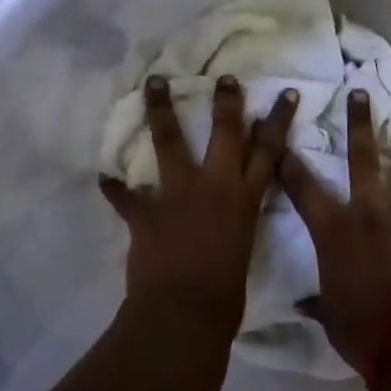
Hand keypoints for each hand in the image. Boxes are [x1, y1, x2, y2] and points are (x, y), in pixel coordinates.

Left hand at [100, 74, 298, 341]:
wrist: (187, 313)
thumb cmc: (226, 296)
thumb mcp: (244, 250)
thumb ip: (237, 224)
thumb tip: (229, 217)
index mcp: (245, 201)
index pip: (269, 152)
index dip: (278, 121)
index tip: (286, 93)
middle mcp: (215, 186)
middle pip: (226, 133)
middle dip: (226, 102)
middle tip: (224, 77)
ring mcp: (178, 194)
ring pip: (169, 141)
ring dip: (160, 110)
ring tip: (153, 83)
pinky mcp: (146, 211)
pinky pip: (123, 194)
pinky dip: (113, 187)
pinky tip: (103, 176)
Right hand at [278, 88, 390, 376]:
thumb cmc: (358, 327)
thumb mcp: (328, 314)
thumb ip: (317, 301)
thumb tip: (306, 303)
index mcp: (334, 229)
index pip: (302, 186)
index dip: (288, 161)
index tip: (280, 136)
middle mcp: (368, 217)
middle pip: (362, 161)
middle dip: (360, 124)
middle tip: (361, 93)